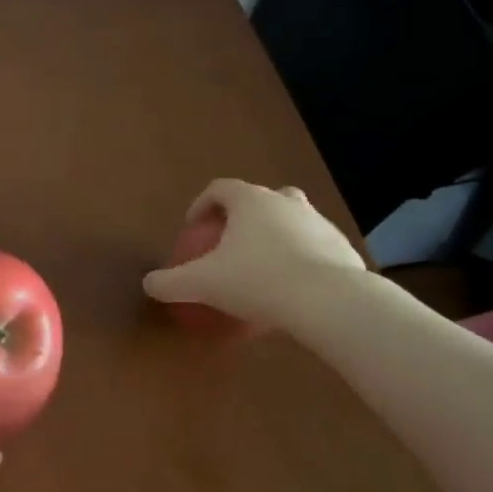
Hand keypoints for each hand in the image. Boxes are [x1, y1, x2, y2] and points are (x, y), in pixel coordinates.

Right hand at [142, 179, 365, 331]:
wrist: (331, 303)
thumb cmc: (258, 281)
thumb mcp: (202, 284)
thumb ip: (170, 282)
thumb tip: (148, 285)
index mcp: (250, 201)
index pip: (220, 188)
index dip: (202, 204)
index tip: (193, 228)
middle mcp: (286, 203)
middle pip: (261, 198)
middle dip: (245, 216)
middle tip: (231, 243)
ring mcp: (320, 224)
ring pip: (292, 221)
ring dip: (276, 237)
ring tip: (263, 268)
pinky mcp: (344, 250)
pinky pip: (315, 249)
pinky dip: (301, 261)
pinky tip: (293, 290)